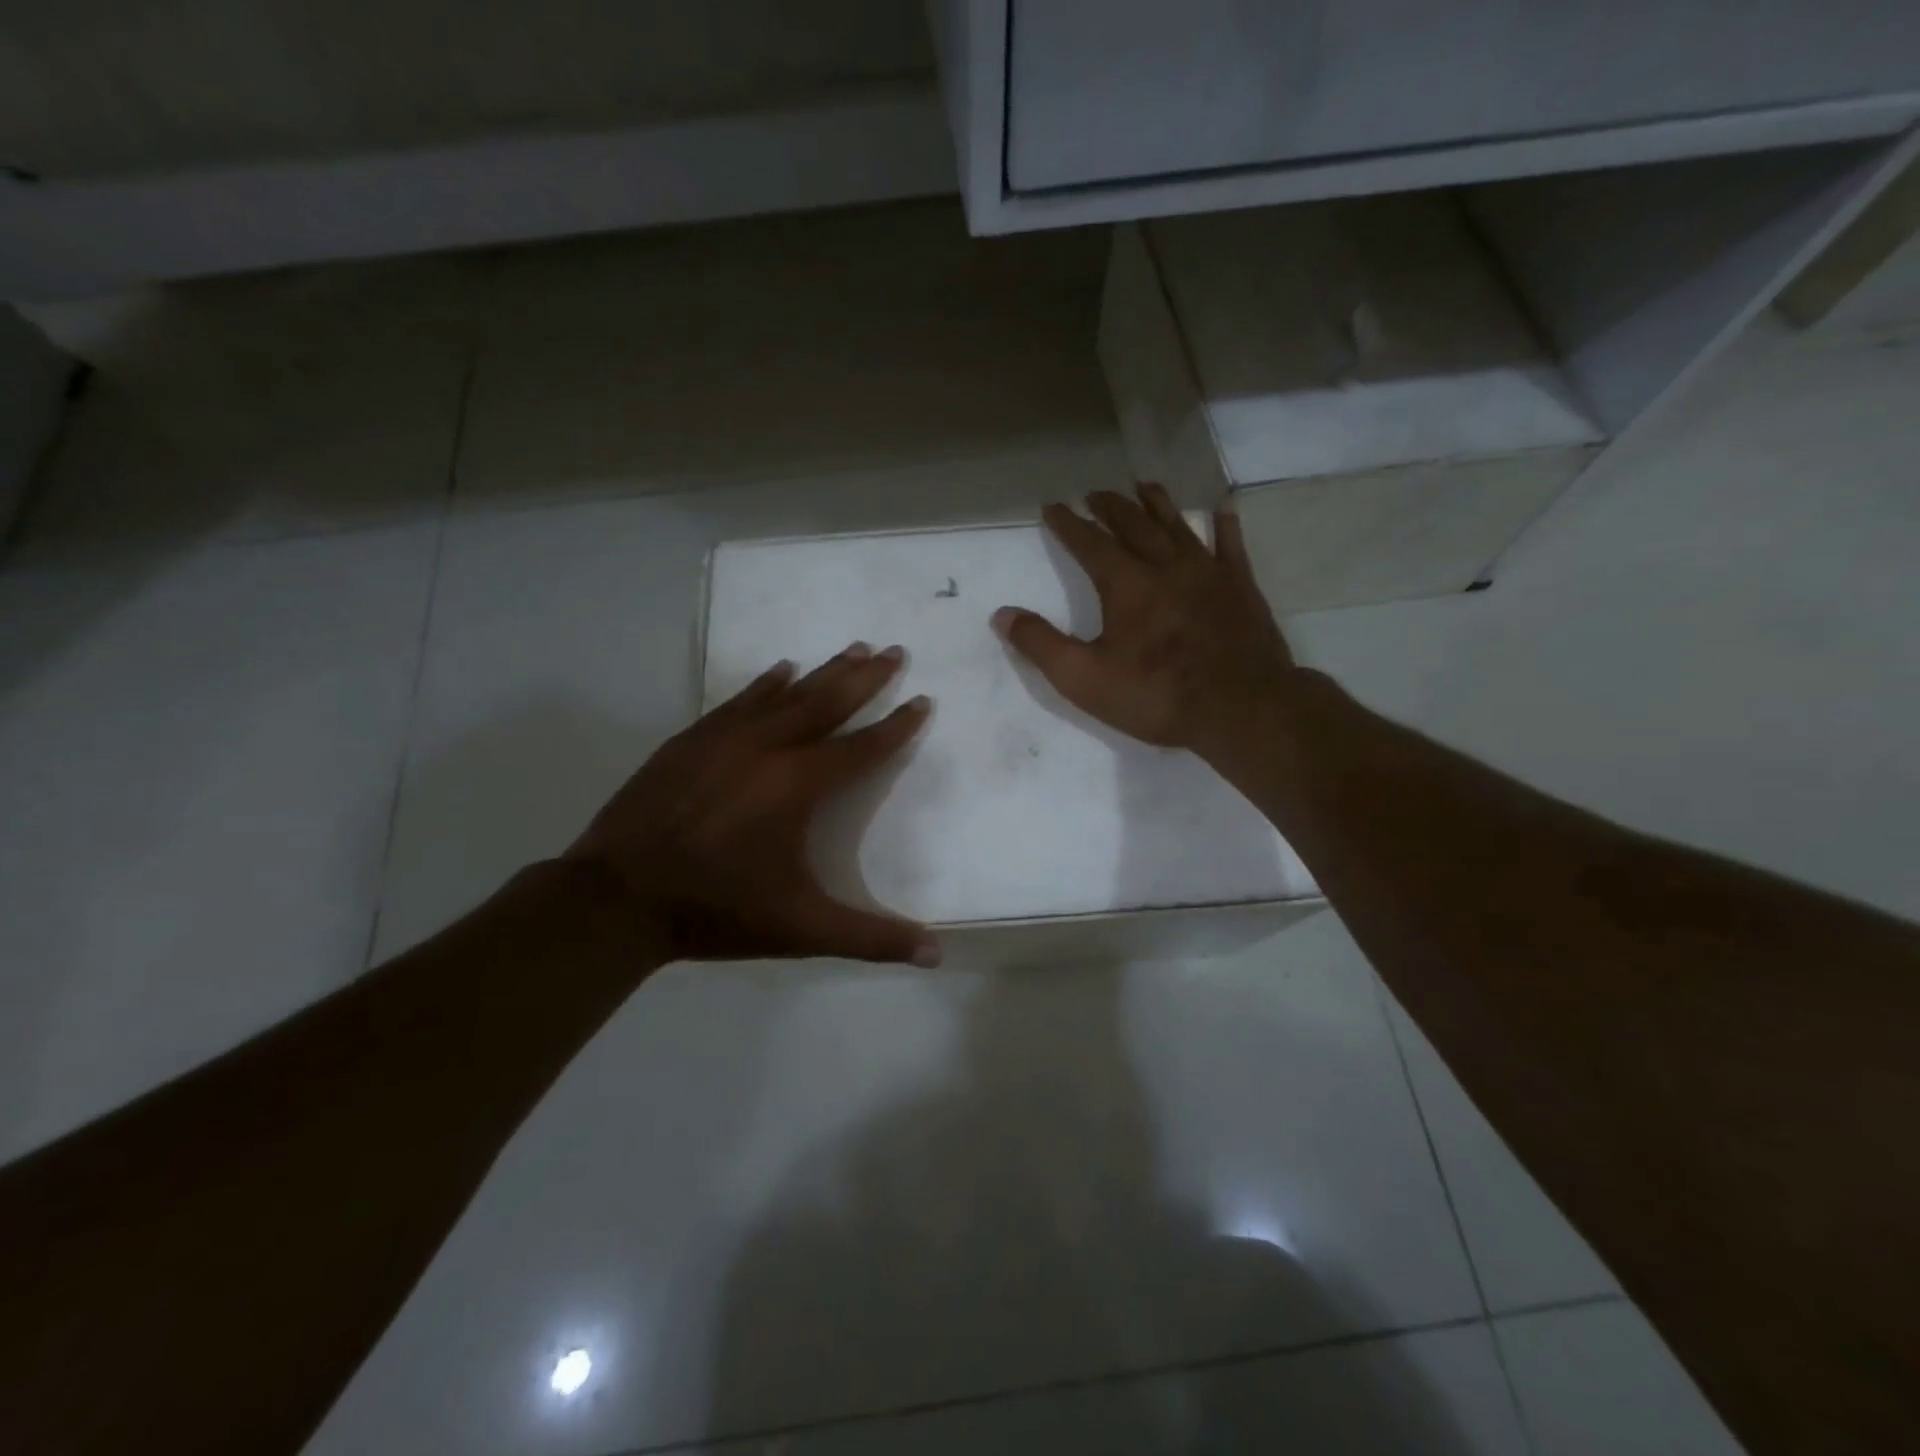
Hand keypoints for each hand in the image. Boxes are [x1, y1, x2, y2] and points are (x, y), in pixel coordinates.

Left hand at [564, 644, 939, 965]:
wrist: (617, 898)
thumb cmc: (717, 909)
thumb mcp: (802, 930)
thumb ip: (871, 938)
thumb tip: (937, 955)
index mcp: (798, 786)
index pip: (862, 747)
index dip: (897, 725)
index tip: (922, 700)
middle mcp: (767, 748)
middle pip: (827, 702)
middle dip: (866, 677)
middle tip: (894, 650)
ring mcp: (724, 739)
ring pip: (786, 694)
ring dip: (823, 671)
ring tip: (853, 648)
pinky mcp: (690, 741)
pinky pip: (739, 700)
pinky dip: (765, 683)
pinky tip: (781, 669)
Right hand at [993, 484, 1298, 757]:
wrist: (1240, 708)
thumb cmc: (1156, 695)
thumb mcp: (1083, 679)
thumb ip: (1040, 644)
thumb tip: (1002, 615)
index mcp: (1125, 584)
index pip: (1089, 543)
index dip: (1068, 523)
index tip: (1053, 506)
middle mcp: (1165, 565)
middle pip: (1133, 524)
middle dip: (1110, 506)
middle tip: (1095, 492)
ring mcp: (1208, 572)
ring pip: (1178, 525)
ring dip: (1158, 503)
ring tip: (1143, 486)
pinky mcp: (1241, 587)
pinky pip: (1231, 545)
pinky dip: (1223, 525)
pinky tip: (1221, 509)